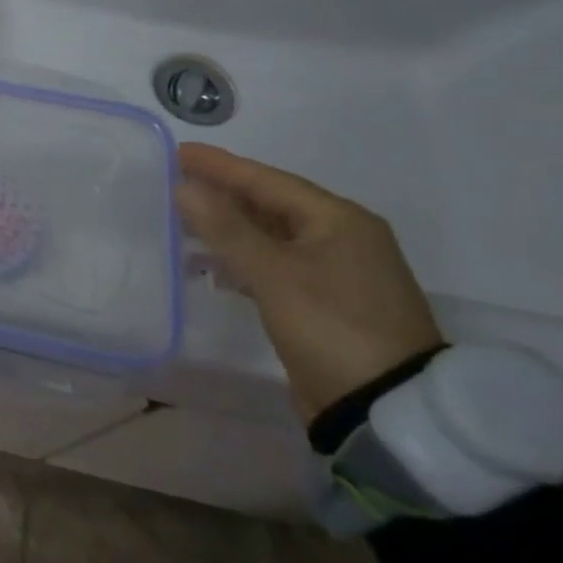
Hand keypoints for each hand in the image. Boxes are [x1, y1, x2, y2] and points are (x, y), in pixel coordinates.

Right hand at [175, 143, 443, 420]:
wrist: (386, 411)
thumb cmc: (331, 326)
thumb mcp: (274, 273)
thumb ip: (225, 227)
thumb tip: (184, 186)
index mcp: (339, 220)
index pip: (268, 180)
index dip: (221, 166)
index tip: (178, 152)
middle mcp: (342, 238)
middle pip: (271, 203)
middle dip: (223, 192)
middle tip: (176, 180)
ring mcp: (337, 272)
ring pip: (271, 234)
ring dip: (228, 225)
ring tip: (184, 218)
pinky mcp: (325, 302)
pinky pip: (274, 262)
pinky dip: (242, 256)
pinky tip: (214, 262)